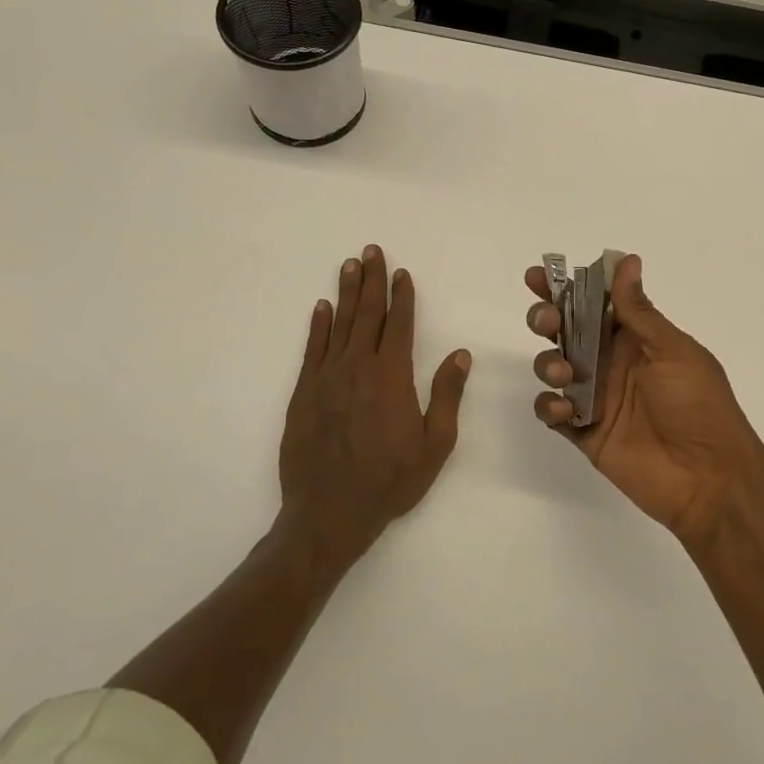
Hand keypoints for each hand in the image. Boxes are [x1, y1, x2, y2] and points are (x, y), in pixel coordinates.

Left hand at [279, 245, 470, 568]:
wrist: (328, 513)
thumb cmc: (389, 482)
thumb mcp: (434, 445)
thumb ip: (446, 395)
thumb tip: (460, 353)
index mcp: (392, 377)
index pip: (398, 324)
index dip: (402, 296)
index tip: (402, 272)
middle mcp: (357, 367)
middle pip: (366, 314)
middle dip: (372, 280)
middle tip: (372, 250)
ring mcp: (326, 378)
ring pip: (339, 324)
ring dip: (346, 293)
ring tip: (350, 265)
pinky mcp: (303, 393)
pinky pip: (312, 349)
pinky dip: (318, 325)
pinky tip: (322, 307)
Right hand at [525, 254, 763, 545]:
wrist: (708, 477)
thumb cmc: (698, 405)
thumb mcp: (672, 351)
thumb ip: (639, 311)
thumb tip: (626, 260)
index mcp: (635, 338)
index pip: (595, 302)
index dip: (565, 287)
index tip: (537, 275)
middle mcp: (611, 361)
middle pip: (566, 330)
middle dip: (547, 319)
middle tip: (548, 322)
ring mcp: (596, 396)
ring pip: (553, 366)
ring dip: (547, 361)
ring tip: (564, 373)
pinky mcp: (584, 431)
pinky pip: (552, 411)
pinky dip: (549, 405)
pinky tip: (563, 409)